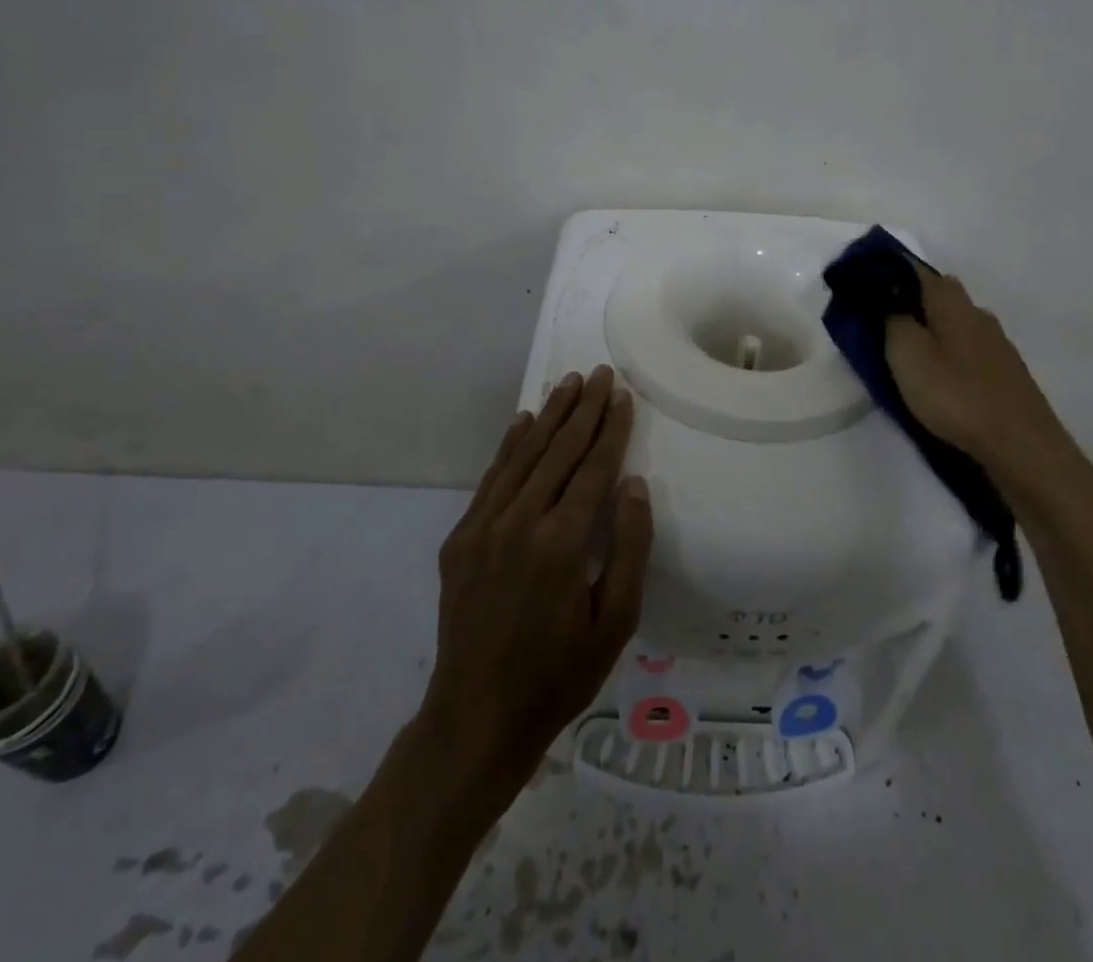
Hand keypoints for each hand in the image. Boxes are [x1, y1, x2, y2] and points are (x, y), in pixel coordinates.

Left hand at [420, 367, 652, 807]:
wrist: (475, 720)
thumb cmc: (559, 675)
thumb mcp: (615, 623)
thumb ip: (628, 548)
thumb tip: (632, 484)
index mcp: (561, 543)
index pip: (593, 468)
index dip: (610, 428)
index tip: (621, 394)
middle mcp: (519, 523)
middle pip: (557, 451)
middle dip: (581, 408)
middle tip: (598, 373)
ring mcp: (483, 528)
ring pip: (522, 456)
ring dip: (547, 416)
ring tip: (566, 384)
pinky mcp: (460, 539)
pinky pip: (491, 479)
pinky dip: (509, 446)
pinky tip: (521, 422)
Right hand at [884, 266, 1071, 479]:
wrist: (1020, 445)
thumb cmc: (956, 395)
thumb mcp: (907, 355)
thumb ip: (892, 321)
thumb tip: (888, 300)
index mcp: (952, 303)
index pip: (917, 270)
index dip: (890, 272)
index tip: (865, 285)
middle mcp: (978, 314)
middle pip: (940, 294)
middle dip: (911, 301)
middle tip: (883, 322)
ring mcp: (997, 343)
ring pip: (956, 322)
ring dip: (932, 329)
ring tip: (908, 352)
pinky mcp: (1005, 372)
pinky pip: (968, 348)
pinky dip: (949, 352)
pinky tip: (940, 375)